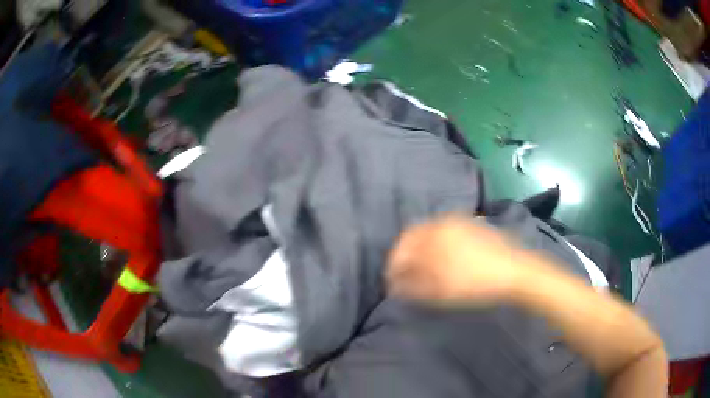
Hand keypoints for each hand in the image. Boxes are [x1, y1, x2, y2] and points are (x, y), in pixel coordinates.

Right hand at [386, 214, 528, 304]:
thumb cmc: (475, 283)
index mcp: (434, 234)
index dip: (394, 263)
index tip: (391, 280)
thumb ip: (413, 285)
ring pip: (430, 232)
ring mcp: (460, 221)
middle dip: (406, 255)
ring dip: (421, 250)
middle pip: (415, 235)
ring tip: (422, 270)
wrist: (514, 272)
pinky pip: (446, 232)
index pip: (403, 244)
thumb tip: (395, 284)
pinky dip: (437, 245)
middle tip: (404, 275)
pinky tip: (442, 259)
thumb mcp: (440, 289)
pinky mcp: (472, 225)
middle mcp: (444, 222)